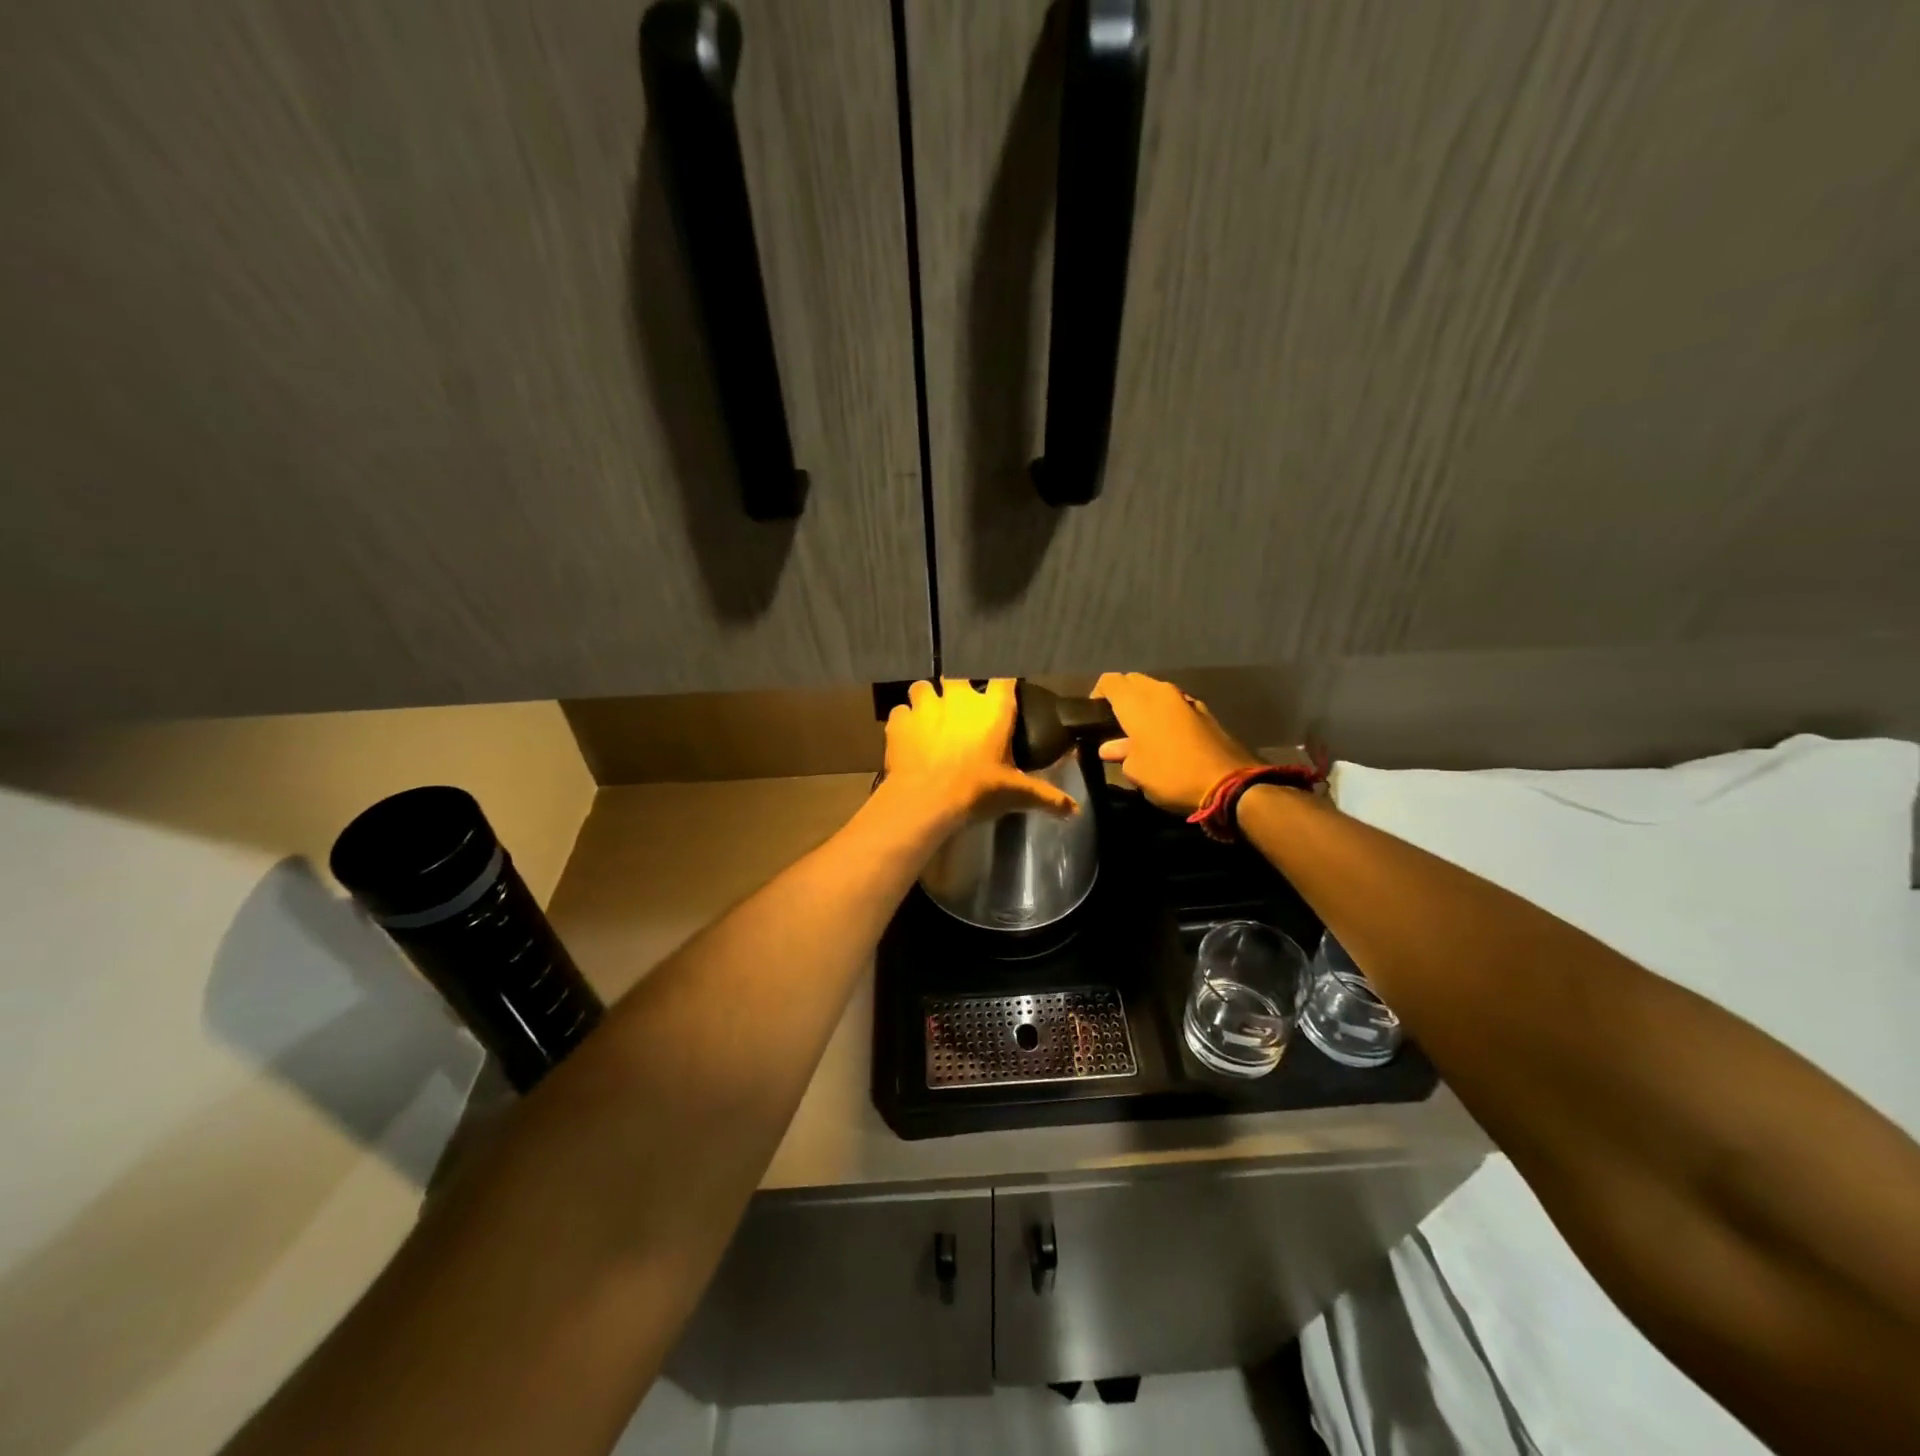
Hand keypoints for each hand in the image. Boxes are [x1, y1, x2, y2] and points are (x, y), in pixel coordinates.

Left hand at [885, 679, 1077, 821]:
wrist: (926, 800)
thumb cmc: (977, 790)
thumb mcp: (1016, 794)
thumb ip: (1047, 797)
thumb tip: (1075, 810)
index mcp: (993, 709)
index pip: (1004, 679)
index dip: (1003, 683)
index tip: (1002, 691)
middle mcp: (960, 698)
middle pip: (958, 675)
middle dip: (958, 689)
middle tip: (961, 710)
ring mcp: (926, 705)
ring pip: (923, 688)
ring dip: (927, 700)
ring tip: (930, 719)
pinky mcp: (900, 720)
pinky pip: (901, 711)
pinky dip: (904, 721)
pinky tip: (908, 736)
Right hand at [1092, 672, 1261, 814]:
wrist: (1229, 783)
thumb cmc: (1170, 774)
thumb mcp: (1136, 771)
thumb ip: (1120, 753)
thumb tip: (1110, 747)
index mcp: (1137, 702)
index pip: (1110, 681)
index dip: (1098, 694)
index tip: (1094, 715)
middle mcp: (1160, 692)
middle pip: (1133, 681)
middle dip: (1122, 696)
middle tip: (1114, 722)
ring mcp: (1185, 700)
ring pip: (1156, 692)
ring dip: (1145, 705)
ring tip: (1138, 731)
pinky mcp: (1204, 712)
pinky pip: (1175, 705)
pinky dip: (1165, 714)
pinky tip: (1165, 738)